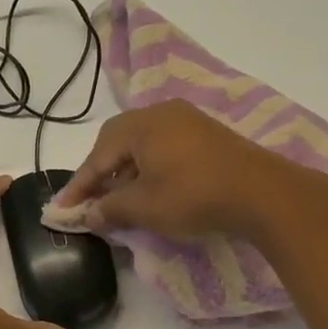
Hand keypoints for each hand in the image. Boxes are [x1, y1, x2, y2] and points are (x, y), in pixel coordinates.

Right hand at [55, 100, 317, 238]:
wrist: (264, 194)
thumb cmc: (194, 196)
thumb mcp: (145, 207)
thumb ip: (110, 209)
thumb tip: (88, 215)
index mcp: (140, 125)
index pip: (98, 156)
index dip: (79, 185)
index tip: (63, 209)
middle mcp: (161, 113)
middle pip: (117, 142)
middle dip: (100, 172)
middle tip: (90, 200)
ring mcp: (187, 120)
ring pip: (141, 144)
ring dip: (125, 171)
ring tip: (118, 198)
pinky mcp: (207, 134)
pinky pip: (163, 146)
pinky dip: (148, 167)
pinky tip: (150, 188)